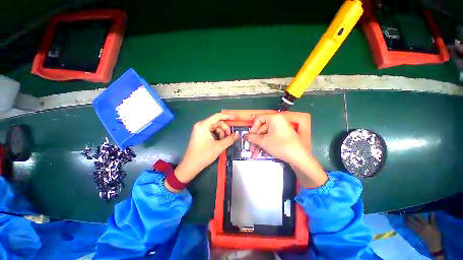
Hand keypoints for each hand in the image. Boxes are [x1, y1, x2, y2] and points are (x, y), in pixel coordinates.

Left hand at [171, 113, 238, 188]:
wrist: (190, 165)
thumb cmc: (204, 155)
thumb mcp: (219, 147)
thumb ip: (229, 139)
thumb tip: (237, 135)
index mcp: (204, 125)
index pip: (218, 116)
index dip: (228, 116)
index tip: (236, 118)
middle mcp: (201, 125)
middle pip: (216, 122)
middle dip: (225, 128)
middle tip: (230, 135)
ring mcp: (199, 130)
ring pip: (214, 127)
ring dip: (221, 132)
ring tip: (225, 140)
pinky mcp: (200, 135)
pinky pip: (211, 131)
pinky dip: (217, 135)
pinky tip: (220, 141)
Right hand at [244, 113, 326, 187]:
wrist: (298, 158)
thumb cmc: (280, 146)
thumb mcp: (263, 141)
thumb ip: (252, 138)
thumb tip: (245, 136)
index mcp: (274, 118)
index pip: (258, 119)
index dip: (253, 128)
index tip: (250, 137)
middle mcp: (277, 121)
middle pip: (261, 129)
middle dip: (255, 140)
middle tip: (251, 149)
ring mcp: (281, 129)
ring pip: (266, 135)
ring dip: (259, 145)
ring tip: (255, 154)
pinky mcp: (283, 136)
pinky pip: (271, 138)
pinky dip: (266, 145)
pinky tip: (263, 154)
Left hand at [406, 213, 441, 253]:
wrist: (434, 245)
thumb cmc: (436, 235)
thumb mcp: (436, 227)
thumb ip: (432, 220)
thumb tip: (432, 212)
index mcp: (426, 225)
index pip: (419, 218)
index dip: (415, 213)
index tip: (412, 209)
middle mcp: (421, 228)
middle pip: (413, 221)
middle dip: (409, 216)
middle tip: (406, 211)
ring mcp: (418, 231)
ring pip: (411, 224)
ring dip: (407, 220)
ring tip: (404, 216)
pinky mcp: (417, 234)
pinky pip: (411, 228)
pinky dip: (408, 225)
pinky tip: (406, 222)